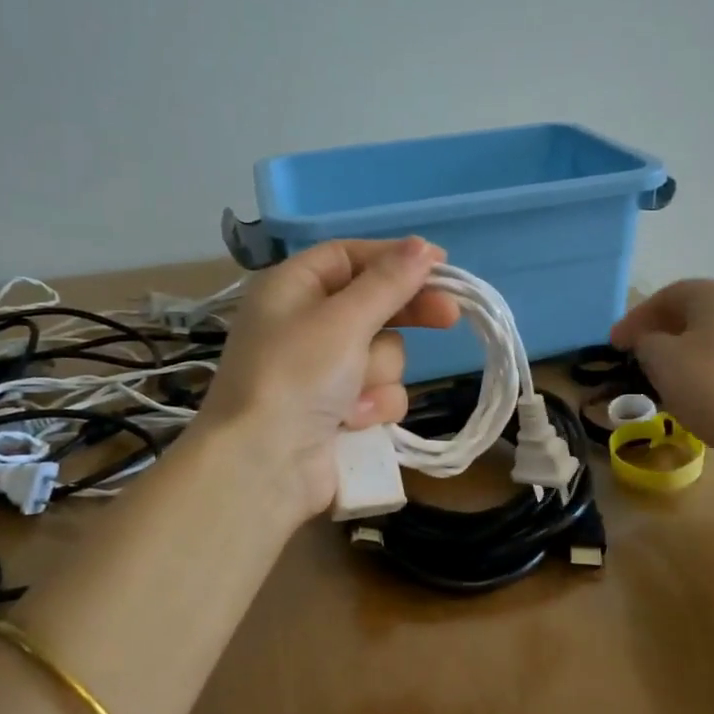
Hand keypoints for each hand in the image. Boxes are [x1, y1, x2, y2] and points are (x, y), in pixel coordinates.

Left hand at [197, 237, 459, 522]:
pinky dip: (371, 407)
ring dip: (377, 374)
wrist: (264, 467)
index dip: (394, 258)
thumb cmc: (296, 377)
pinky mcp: (339, 409)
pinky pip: (378, 393)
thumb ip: (388, 283)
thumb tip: (423, 246)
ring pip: (383, 353)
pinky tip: (350, 423)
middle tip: (449, 316)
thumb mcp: (343, 320)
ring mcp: (323, 370)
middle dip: (405, 316)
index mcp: (292, 288)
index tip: (440, 263)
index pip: (350, 257)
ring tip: (352, 396)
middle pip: (373, 303)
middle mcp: (306, 323)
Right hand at [610, 280, 713, 506]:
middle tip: (633, 356)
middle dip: (658, 333)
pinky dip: (701, 371)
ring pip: (708, 339)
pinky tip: (687, 393)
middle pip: (691, 314)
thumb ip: (645, 341)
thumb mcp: (660, 358)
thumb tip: (650, 342)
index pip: (667, 296)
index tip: (613, 345)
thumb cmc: (710, 384)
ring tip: (656, 378)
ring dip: (679, 354)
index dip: (635, 318)